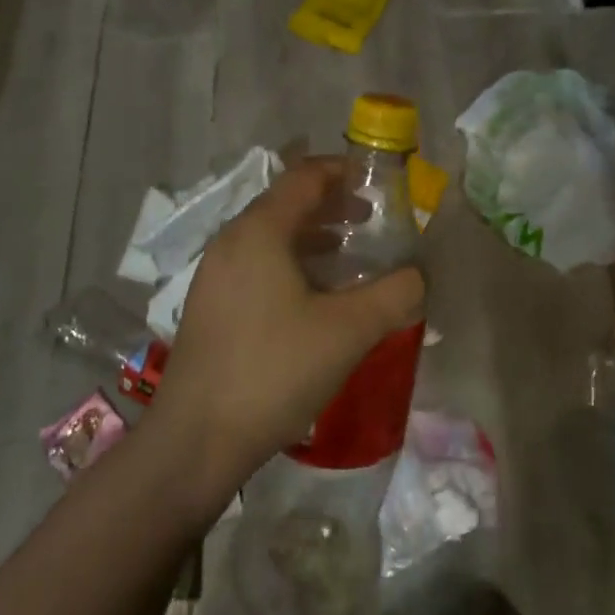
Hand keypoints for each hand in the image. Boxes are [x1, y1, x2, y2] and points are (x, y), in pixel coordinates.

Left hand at [141, 158, 424, 513]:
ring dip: (313, 236)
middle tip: (372, 221)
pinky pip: (257, 263)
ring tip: (351, 256)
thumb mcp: (349, 331)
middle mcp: (232, 241)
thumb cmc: (275, 370)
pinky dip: (291, 262)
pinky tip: (315, 296)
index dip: (343, 172)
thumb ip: (395, 294)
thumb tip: (419, 275)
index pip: (304, 176)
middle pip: (286, 203)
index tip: (378, 184)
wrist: (195, 442)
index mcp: (260, 231)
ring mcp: (215, 274)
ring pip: (271, 236)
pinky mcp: (210, 305)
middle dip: (332, 206)